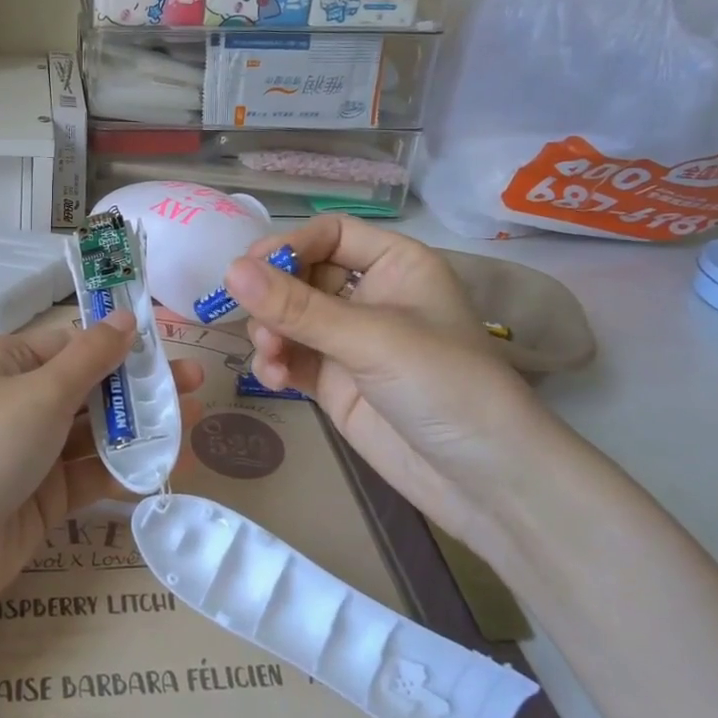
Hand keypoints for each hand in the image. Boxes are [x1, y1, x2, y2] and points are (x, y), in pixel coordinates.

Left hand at [0, 312, 205, 610]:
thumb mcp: (42, 393)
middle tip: (196, 383)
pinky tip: (168, 465)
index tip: (167, 347)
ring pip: (97, 432)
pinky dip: (126, 469)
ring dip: (142, 428)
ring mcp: (34, 451)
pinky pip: (92, 473)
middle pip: (92, 387)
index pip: (74, 344)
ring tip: (194, 423)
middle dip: (142, 387)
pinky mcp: (45, 496)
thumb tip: (125, 317)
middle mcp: (22, 402)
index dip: (120, 344)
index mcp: (10, 363)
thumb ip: (92, 358)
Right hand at [225, 215, 564, 546]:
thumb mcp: (372, 340)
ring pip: (290, 319)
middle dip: (274, 297)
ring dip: (270, 333)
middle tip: (256, 322)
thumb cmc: (445, 386)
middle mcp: (371, 295)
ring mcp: (351, 341)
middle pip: (302, 275)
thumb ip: (298, 307)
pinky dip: (276, 364)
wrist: (487, 483)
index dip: (290, 245)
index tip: (249, 269)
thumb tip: (230, 270)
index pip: (330, 234)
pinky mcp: (335, 382)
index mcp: (395, 264)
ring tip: (271, 358)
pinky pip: (291, 357)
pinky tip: (275, 380)